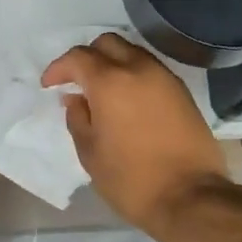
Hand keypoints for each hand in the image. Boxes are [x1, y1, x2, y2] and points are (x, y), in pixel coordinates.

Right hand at [43, 33, 229, 230]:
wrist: (191, 198)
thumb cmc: (131, 179)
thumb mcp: (90, 153)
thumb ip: (78, 118)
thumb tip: (75, 99)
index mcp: (110, 82)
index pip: (78, 57)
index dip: (58, 68)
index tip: (50, 85)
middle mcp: (139, 69)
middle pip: (108, 43)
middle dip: (87, 56)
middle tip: (77, 82)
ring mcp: (165, 79)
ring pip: (132, 53)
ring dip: (112, 63)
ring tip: (102, 91)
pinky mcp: (183, 93)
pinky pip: (151, 70)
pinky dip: (133, 75)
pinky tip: (127, 100)